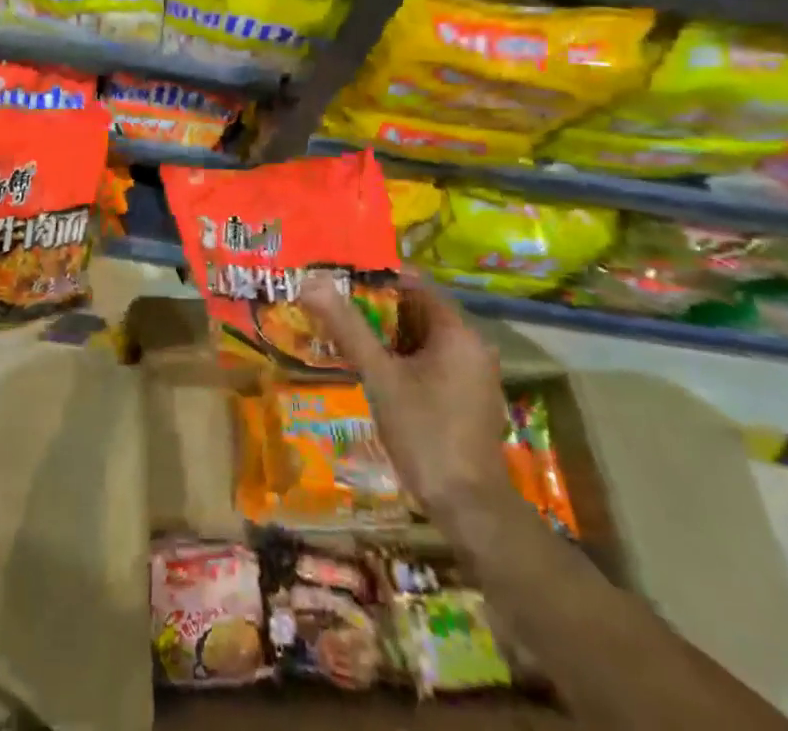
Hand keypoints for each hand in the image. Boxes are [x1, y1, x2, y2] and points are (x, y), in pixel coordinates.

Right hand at [300, 271, 509, 518]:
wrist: (470, 509)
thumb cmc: (425, 433)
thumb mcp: (380, 377)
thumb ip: (348, 328)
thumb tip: (312, 283)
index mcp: (458, 333)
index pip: (416, 285)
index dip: (378, 277)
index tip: (341, 278)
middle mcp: (473, 347)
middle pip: (419, 312)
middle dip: (378, 308)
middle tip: (336, 306)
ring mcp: (474, 375)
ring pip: (424, 340)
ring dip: (389, 336)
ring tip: (346, 333)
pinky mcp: (469, 400)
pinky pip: (433, 363)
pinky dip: (404, 359)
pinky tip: (375, 370)